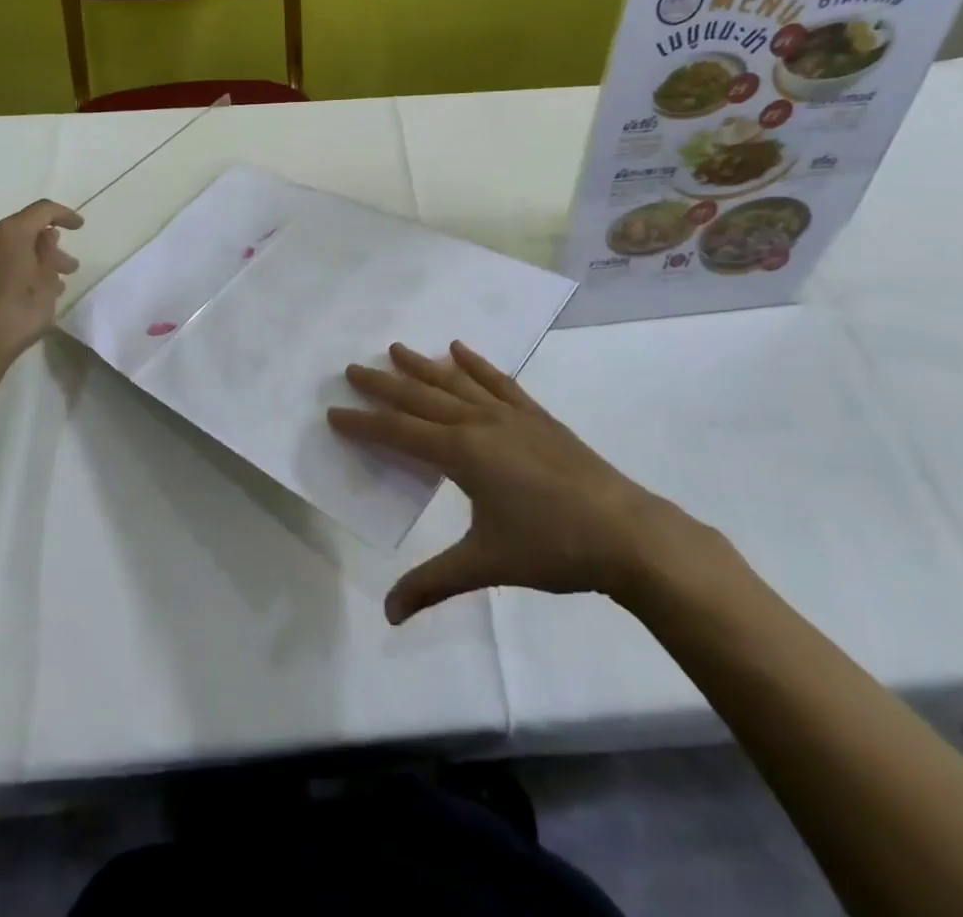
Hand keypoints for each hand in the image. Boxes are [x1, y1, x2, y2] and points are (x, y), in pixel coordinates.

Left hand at [0, 200, 82, 366]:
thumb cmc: (18, 313)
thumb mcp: (47, 282)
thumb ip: (48, 254)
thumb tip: (44, 237)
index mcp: (9, 233)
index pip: (42, 210)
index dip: (64, 215)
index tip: (80, 227)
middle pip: (22, 231)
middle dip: (48, 246)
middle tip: (69, 267)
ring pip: (6, 250)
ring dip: (29, 261)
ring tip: (50, 285)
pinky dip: (10, 271)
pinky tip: (23, 293)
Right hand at [330, 341, 677, 624]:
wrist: (628, 533)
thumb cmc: (552, 547)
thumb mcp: (486, 565)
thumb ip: (434, 583)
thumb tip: (389, 614)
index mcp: (461, 454)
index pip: (399, 434)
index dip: (364, 424)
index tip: (334, 413)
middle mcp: (479, 424)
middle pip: (421, 398)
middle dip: (384, 384)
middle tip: (352, 368)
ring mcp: (511, 415)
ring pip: (456, 382)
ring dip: (423, 366)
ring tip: (396, 348)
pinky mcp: (537, 416)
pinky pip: (499, 382)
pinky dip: (477, 364)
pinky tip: (460, 349)